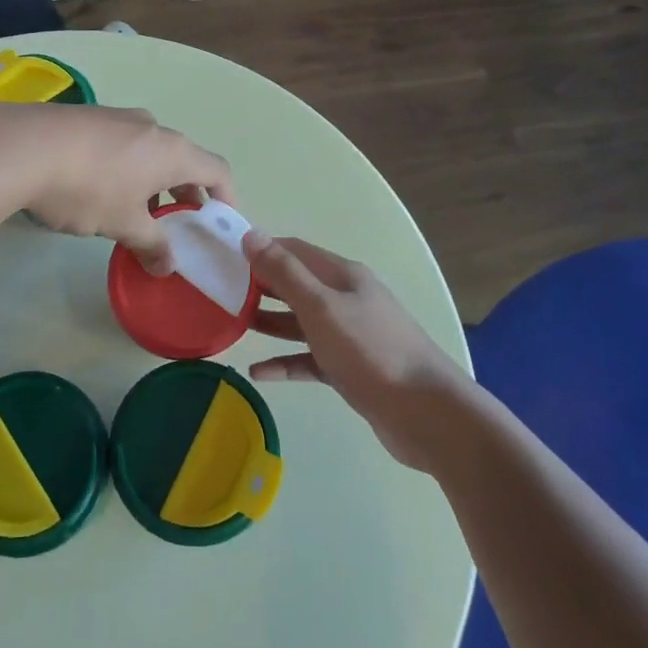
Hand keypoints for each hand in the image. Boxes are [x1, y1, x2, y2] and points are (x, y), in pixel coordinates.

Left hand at [11, 105, 232, 274]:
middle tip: (178, 225)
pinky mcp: (90, 117)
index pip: (218, 170)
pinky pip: (123, 144)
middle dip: (185, 193)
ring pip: (151, 152)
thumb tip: (167, 266)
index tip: (221, 223)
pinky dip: (128, 168)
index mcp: (172, 151)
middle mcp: (153, 127)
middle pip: (184, 160)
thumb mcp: (122, 224)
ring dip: (154, 183)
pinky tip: (99, 190)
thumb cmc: (86, 189)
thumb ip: (151, 245)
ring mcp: (120, 117)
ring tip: (135, 213)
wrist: (21, 146)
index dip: (227, 198)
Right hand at [244, 232, 464, 468]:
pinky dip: (285, 362)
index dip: (260, 250)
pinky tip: (257, 373)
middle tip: (220, 293)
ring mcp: (348, 335)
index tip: (223, 256)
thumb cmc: (370, 349)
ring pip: (300, 323)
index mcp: (342, 276)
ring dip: (269, 323)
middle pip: (296, 285)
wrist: (426, 413)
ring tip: (233, 327)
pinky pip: (309, 359)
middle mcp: (345, 299)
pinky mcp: (349, 369)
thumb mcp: (321, 306)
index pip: (293, 251)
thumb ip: (284, 272)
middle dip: (260, 287)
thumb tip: (251, 234)